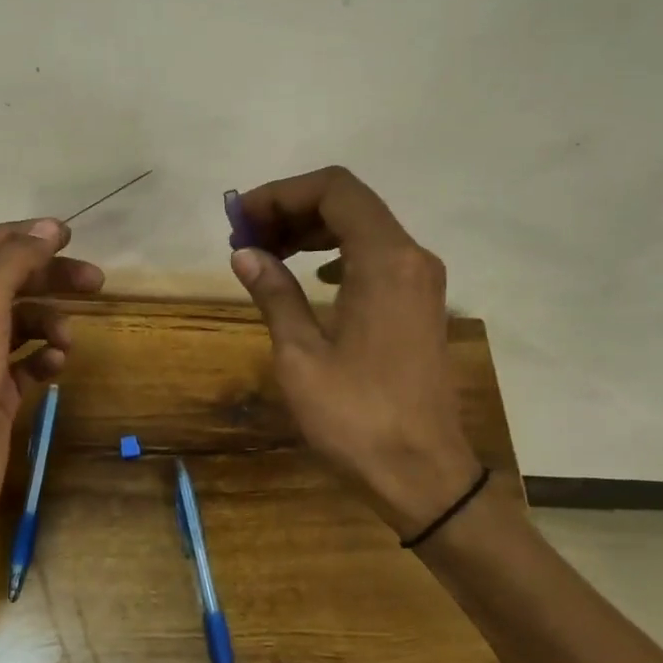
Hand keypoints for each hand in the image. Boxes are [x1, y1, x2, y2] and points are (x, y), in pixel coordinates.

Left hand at [0, 218, 103, 543]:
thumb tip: (51, 228)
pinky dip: (45, 358)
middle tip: (95, 281)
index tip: (65, 237)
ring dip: (49, 324)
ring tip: (66, 341)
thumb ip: (15, 263)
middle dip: (48, 280)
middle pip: (5, 281)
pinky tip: (55, 367)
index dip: (19, 237)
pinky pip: (27, 359)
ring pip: (21, 321)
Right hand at [228, 167, 481, 536]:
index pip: (334, 190)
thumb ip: (274, 294)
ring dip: (312, 231)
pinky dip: (336, 253)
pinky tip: (309, 277)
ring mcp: (422, 280)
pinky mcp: (421, 303)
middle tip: (245, 237)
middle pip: (349, 203)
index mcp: (384, 260)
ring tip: (266, 254)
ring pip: (363, 228)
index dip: (281, 193)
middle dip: (292, 210)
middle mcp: (411, 257)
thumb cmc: (356, 417)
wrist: (422, 472)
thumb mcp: (300, 355)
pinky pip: (376, 256)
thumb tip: (244, 254)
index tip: (240, 218)